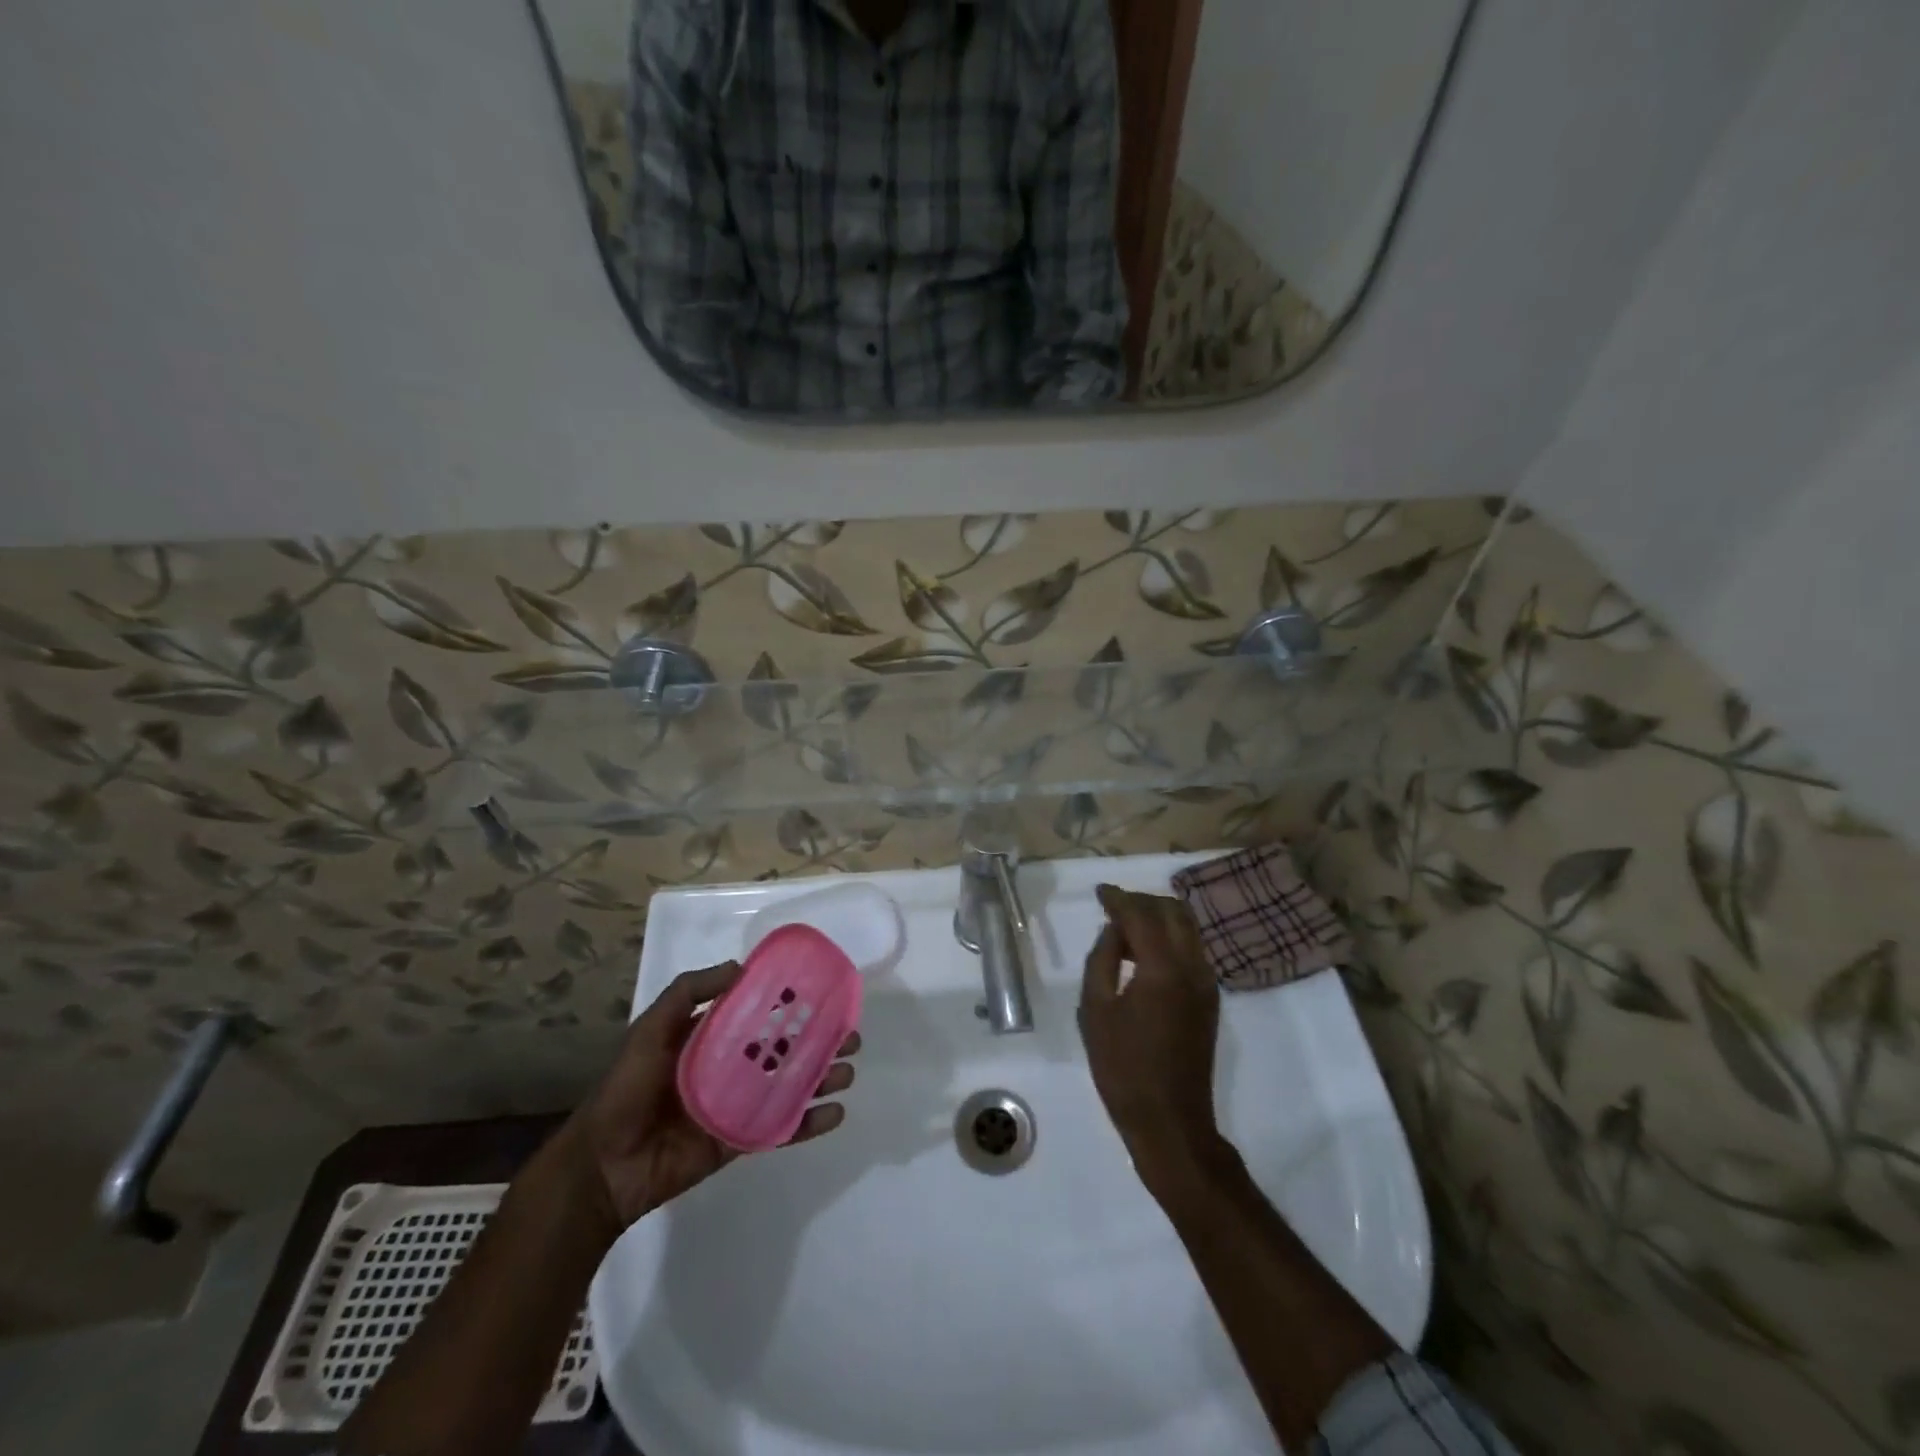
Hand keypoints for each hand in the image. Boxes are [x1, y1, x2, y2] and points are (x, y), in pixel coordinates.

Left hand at [567, 961, 859, 1232]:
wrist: (603, 1165)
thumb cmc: (627, 1088)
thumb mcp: (651, 1028)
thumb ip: (688, 992)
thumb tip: (740, 966)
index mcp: (712, 1038)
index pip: (760, 1013)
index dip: (791, 1003)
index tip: (823, 994)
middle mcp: (731, 1067)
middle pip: (785, 1049)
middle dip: (819, 1041)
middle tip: (850, 1035)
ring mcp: (739, 1105)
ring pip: (790, 1086)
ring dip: (822, 1077)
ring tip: (848, 1070)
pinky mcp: (741, 1140)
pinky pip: (781, 1128)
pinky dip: (809, 1123)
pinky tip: (835, 1114)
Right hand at [1079, 884, 1221, 1183]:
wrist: (1170, 1119)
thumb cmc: (1123, 1067)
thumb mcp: (1095, 1010)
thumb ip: (1102, 960)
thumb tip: (1113, 931)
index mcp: (1163, 968)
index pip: (1142, 915)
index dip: (1119, 898)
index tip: (1100, 891)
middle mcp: (1192, 967)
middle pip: (1173, 912)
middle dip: (1142, 901)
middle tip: (1113, 906)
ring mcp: (1206, 983)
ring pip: (1188, 928)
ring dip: (1159, 917)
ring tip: (1127, 926)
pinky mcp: (1210, 998)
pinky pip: (1192, 949)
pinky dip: (1170, 937)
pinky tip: (1146, 951)